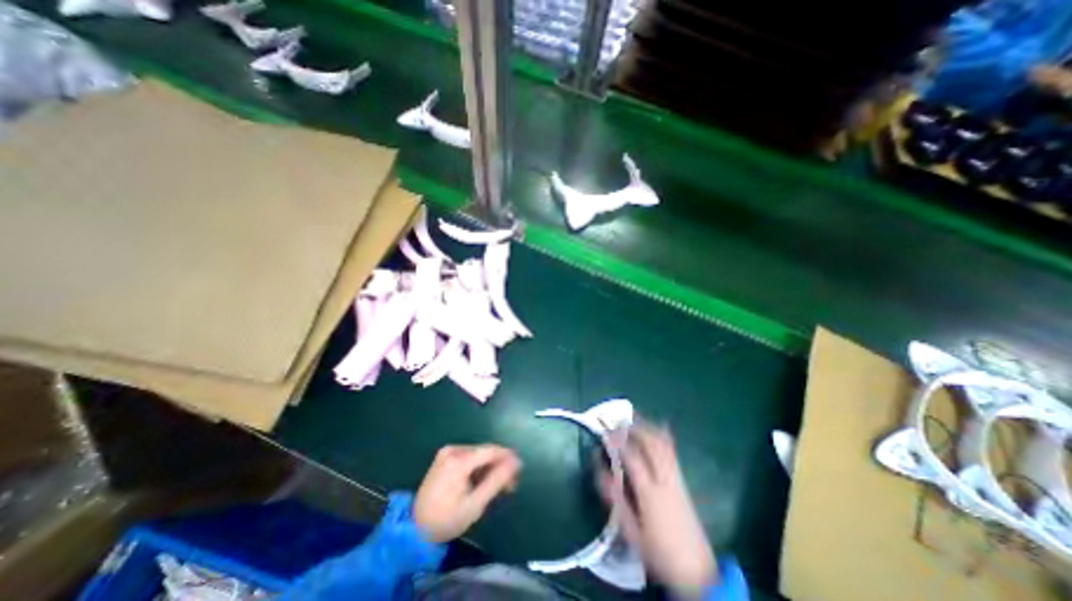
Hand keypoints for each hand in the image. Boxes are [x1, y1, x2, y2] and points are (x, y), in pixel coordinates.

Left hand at [412, 442, 521, 545]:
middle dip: (499, 465)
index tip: (520, 470)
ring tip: (497, 486)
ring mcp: (447, 452)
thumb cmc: (447, 519)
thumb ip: (497, 480)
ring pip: (478, 454)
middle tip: (509, 485)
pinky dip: (478, 467)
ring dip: (489, 467)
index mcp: (459, 460)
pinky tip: (481, 481)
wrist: (414, 529)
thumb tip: (516, 462)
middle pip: (485, 452)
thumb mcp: (475, 504)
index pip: (491, 450)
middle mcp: (453, 450)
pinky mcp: (444, 457)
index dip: (508, 457)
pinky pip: (468, 457)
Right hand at [600, 422, 715, 600]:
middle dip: (633, 428)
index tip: (604, 431)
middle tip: (617, 421)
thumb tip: (600, 469)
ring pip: (663, 443)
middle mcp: (665, 479)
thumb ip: (615, 498)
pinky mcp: (682, 479)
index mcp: (650, 493)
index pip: (632, 457)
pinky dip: (663, 435)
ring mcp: (677, 477)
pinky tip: (658, 426)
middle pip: (651, 443)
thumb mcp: (631, 532)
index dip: (617, 441)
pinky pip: (672, 450)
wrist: (697, 571)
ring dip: (647, 427)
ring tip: (633, 419)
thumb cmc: (659, 552)